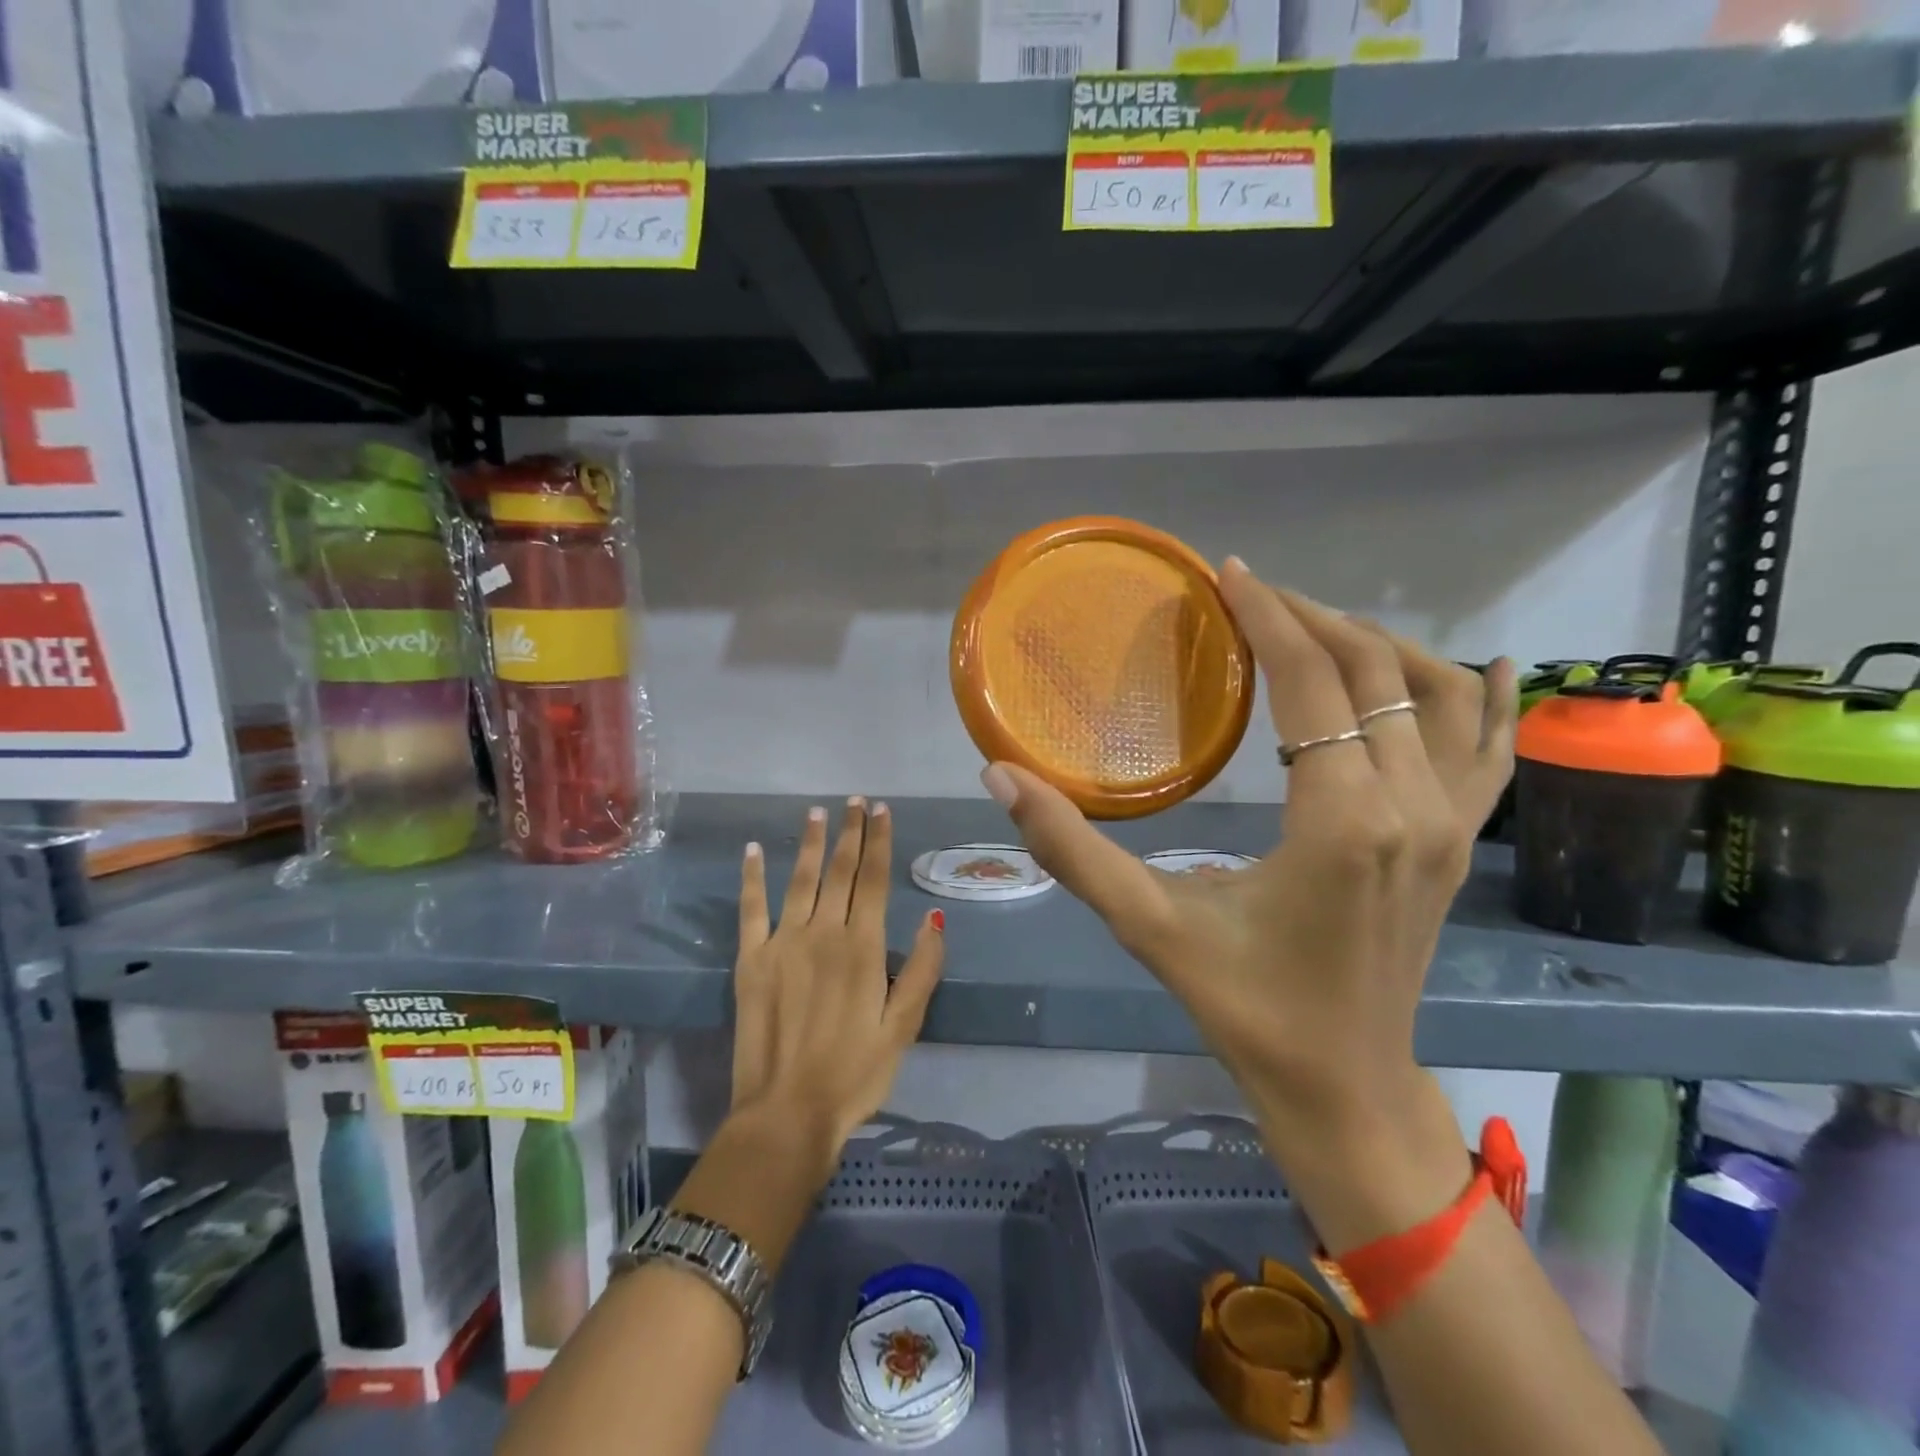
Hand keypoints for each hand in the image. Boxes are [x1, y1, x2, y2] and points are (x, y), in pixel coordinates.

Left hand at [728, 798, 945, 1173]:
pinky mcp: (750, 961)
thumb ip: (921, 970)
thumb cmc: (854, 1074)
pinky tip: (751, 851)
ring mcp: (783, 943)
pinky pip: (751, 909)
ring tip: (816, 812)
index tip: (881, 810)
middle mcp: (824, 933)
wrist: (786, 1114)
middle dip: (850, 833)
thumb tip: (936, 919)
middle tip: (855, 801)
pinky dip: (751, 878)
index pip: (875, 880)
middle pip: (840, 871)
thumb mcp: (903, 1028)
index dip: (879, 841)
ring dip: (809, 843)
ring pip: (800, 880)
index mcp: (863, 948)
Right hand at [984, 558, 1516, 1247]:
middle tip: (1253, 598)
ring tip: (1320, 628)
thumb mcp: (1147, 925)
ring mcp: (1452, 825)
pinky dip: (1490, 700)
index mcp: (1342, 821)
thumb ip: (1070, 848)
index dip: (1269, 618)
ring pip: (1441, 696)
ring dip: (1382, 647)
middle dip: (1312, 620)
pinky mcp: (1461, 843)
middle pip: (1374, 672)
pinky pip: (1491, 751)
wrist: (1343, 1086)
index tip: (1230, 575)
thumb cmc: (1244, 1005)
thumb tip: (1001, 774)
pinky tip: (1490, 665)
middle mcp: (1412, 807)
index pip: (1311, 682)